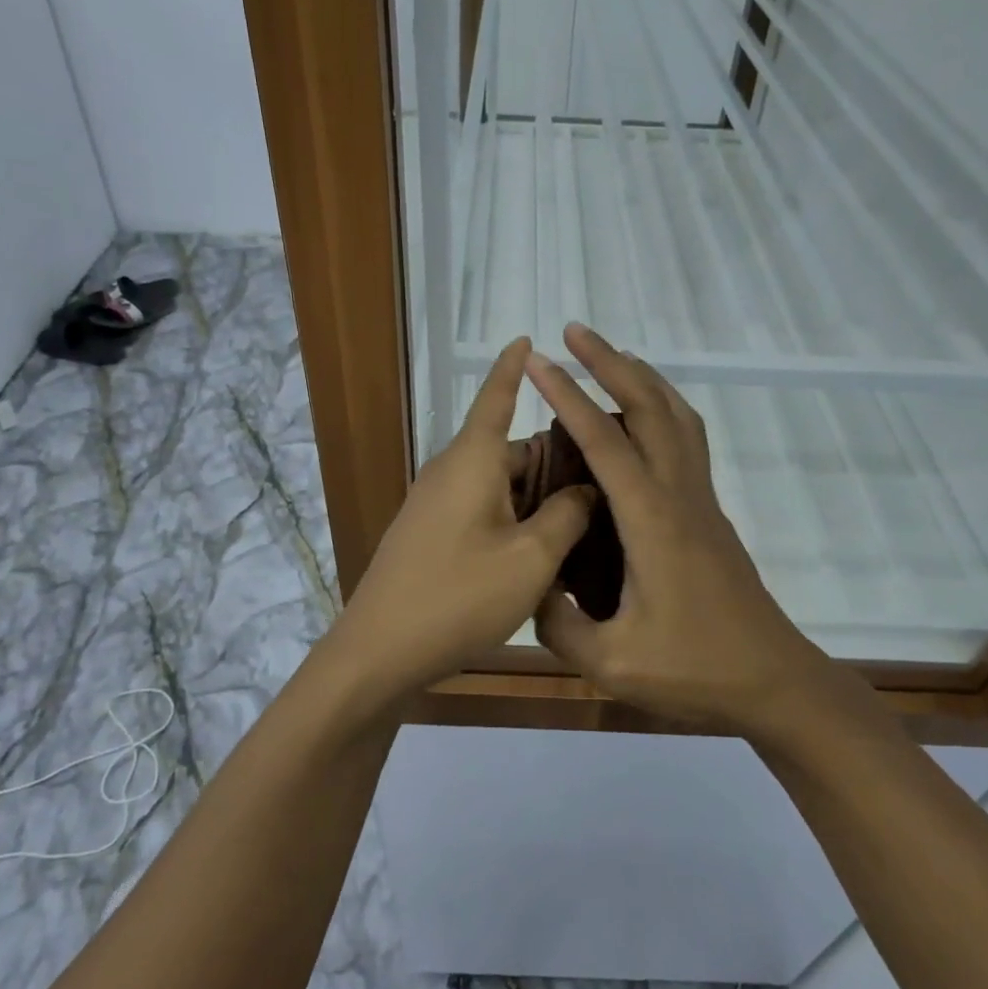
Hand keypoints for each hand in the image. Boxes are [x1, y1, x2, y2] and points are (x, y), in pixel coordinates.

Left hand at [321, 338, 594, 706]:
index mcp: (473, 460)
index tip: (526, 337)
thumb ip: (568, 516)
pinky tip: (542, 550)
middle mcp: (451, 472)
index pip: (496, 397)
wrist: (380, 651)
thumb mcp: (531, 558)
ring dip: (538, 497)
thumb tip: (587, 488)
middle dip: (555, 460)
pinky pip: (482, 509)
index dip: (514, 367)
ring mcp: (436, 504)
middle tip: (607, 480)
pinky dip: (514, 518)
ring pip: (499, 484)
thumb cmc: (459, 596)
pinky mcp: (430, 534)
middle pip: (511, 449)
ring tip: (586, 520)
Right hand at [527, 324, 851, 732]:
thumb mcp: (612, 663)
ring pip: (677, 417)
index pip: (605, 442)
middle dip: (611, 363)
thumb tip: (531, 586)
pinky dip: (664, 408)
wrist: (774, 682)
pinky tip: (646, 417)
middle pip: (649, 408)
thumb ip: (558, 624)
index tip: (539, 362)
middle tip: (573, 333)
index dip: (568, 397)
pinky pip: (687, 440)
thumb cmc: (696, 671)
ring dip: (643, 379)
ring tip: (611, 357)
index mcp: (652, 521)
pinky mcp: (709, 513)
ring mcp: (701, 501)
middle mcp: (679, 496)